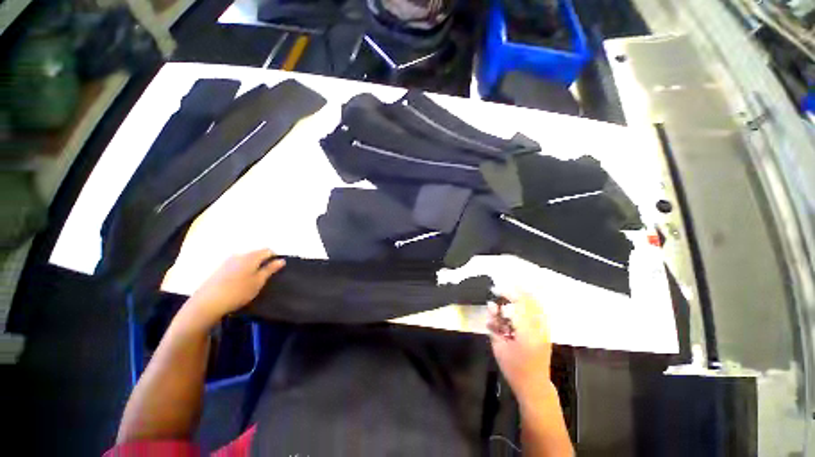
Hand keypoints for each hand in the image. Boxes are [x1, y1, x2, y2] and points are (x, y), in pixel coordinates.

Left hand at [181, 249, 284, 328]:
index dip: (274, 258)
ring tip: (253, 280)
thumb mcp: (258, 282)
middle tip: (266, 276)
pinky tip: (240, 282)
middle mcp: (239, 255)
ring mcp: (227, 261)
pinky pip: (236, 264)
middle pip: (256, 253)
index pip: (268, 251)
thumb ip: (270, 269)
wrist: (207, 303)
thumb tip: (281, 260)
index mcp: (251, 257)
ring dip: (252, 265)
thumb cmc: (238, 292)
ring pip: (246, 259)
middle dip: (263, 261)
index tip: (276, 269)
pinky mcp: (219, 268)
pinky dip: (242, 269)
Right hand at [488, 293, 552, 400]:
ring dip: (522, 295)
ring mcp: (545, 329)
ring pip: (536, 303)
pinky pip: (540, 311)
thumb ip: (494, 323)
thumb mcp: (498, 345)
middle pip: (530, 300)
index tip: (495, 289)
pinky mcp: (547, 331)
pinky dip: (529, 303)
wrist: (534, 385)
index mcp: (526, 332)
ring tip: (509, 293)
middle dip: (514, 291)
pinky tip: (520, 303)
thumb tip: (491, 305)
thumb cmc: (513, 367)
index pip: (518, 303)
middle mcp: (539, 327)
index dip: (507, 292)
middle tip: (501, 289)